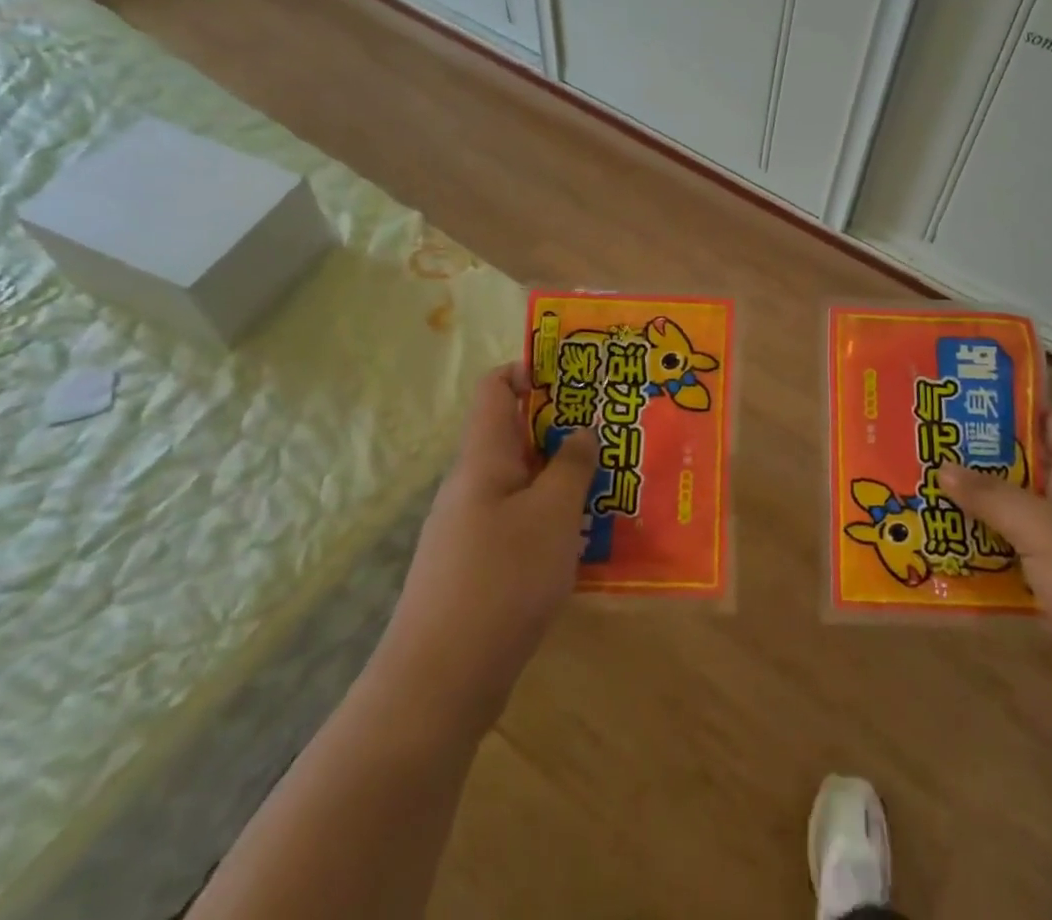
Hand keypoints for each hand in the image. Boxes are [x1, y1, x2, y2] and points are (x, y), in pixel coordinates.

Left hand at [373, 362, 599, 737]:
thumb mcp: (552, 514)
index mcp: (483, 458)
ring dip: (562, 475)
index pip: (496, 388)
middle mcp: (472, 484)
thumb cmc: (501, 580)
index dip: (532, 370)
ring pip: (522, 482)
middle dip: (562, 426)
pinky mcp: (478, 566)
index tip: (579, 376)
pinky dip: (552, 517)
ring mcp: (471, 527)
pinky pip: (519, 522)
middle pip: (515, 434)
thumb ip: (571, 466)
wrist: (439, 682)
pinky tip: (586, 536)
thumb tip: (581, 431)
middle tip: (612, 428)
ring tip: (611, 479)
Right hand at [939, 410, 1051, 763]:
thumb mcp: (1047, 530)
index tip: (951, 398)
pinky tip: (932, 546)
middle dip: (970, 458)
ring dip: (968, 508)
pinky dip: (977, 552)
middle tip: (914, 444)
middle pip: (1019, 466)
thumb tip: (943, 467)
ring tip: (911, 488)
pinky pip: (1009, 558)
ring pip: (1010, 513)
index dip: (1003, 405)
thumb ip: (992, 496)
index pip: (1045, 418)